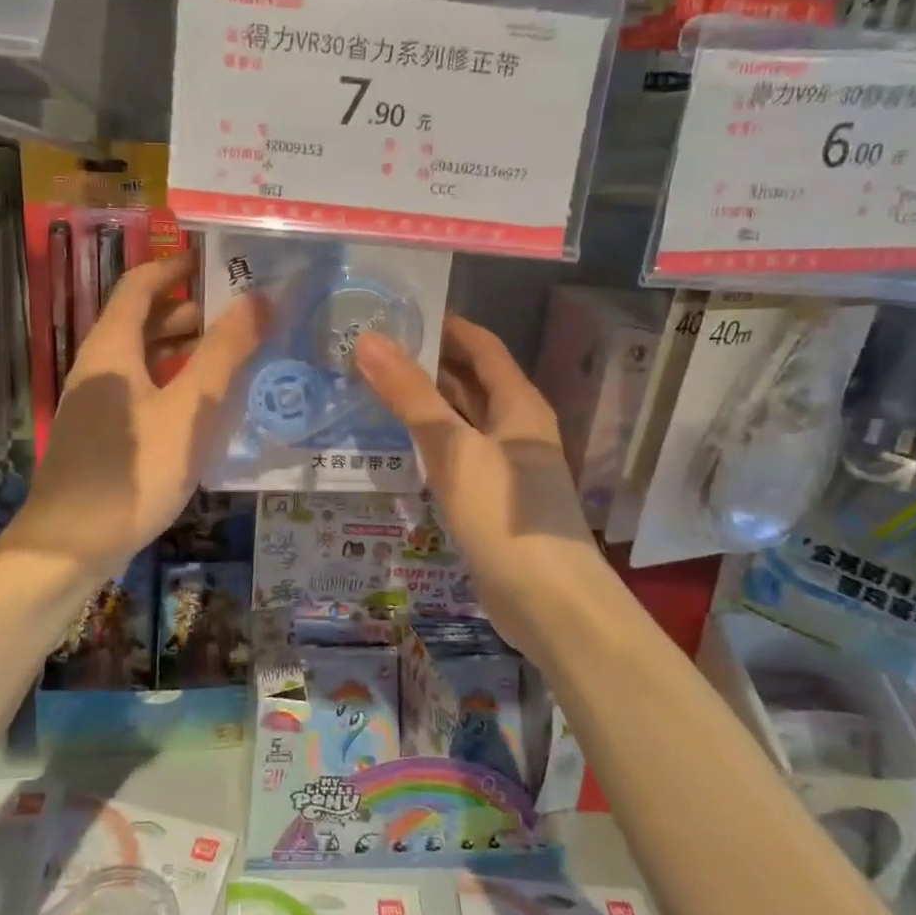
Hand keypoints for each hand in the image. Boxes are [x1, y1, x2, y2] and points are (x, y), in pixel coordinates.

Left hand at [8, 254, 266, 572]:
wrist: (71, 546)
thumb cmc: (134, 470)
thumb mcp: (190, 409)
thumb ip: (225, 353)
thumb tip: (259, 298)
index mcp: (111, 347)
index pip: (139, 286)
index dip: (173, 269)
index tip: (213, 263)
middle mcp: (98, 367)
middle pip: (140, 321)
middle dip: (186, 311)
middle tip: (237, 316)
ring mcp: (96, 404)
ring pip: (141, 359)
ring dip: (181, 350)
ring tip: (228, 357)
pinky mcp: (101, 435)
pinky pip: (140, 390)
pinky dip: (170, 382)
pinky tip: (200, 407)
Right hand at [354, 316, 599, 655]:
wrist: (547, 601)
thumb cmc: (503, 513)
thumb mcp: (453, 448)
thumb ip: (410, 395)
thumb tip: (368, 340)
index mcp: (518, 405)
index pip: (481, 347)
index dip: (447, 326)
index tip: (400, 314)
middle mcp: (515, 428)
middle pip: (471, 382)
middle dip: (428, 364)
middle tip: (373, 351)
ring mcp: (504, 467)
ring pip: (461, 421)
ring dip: (425, 405)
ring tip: (373, 389)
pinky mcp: (490, 501)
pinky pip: (456, 457)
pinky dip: (428, 444)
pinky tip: (395, 447)